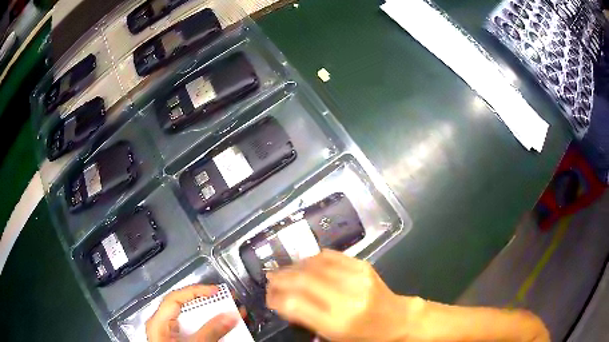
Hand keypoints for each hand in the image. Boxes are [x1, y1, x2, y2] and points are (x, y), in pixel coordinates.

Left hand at [146, 284, 238, 341]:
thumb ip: (210, 332)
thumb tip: (231, 315)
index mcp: (159, 322)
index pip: (176, 298)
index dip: (196, 291)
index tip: (217, 292)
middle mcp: (163, 325)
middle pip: (185, 307)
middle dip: (208, 303)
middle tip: (228, 299)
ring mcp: (172, 335)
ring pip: (192, 320)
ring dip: (212, 316)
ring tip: (232, 312)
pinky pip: (196, 330)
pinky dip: (210, 328)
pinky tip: (225, 329)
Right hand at [266, 250, 411, 341]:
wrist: (397, 320)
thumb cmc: (364, 335)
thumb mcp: (333, 337)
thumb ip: (307, 319)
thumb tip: (283, 301)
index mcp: (337, 323)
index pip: (295, 304)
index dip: (276, 297)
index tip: (268, 297)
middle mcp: (346, 298)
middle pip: (302, 280)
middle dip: (280, 278)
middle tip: (270, 280)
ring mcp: (356, 278)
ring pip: (314, 264)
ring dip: (294, 266)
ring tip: (284, 271)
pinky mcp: (363, 266)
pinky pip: (330, 256)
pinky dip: (312, 258)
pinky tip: (304, 263)